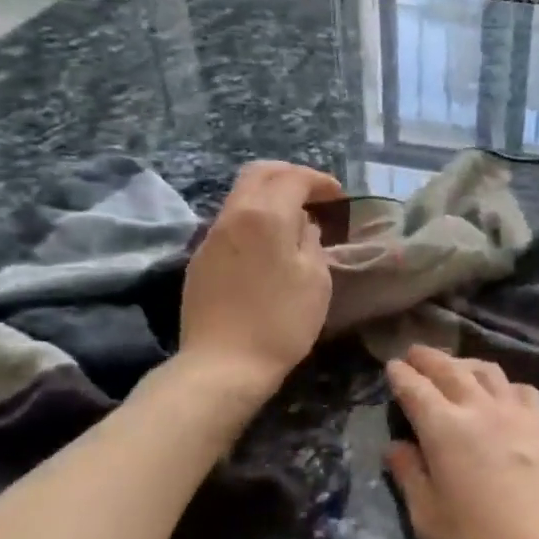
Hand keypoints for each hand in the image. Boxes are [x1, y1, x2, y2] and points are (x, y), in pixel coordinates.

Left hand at [179, 161, 344, 391]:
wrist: (223, 365)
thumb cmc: (281, 321)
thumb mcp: (316, 280)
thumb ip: (312, 241)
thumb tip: (303, 225)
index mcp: (266, 215)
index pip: (293, 178)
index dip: (319, 181)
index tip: (338, 195)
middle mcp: (234, 215)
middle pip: (259, 173)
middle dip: (289, 175)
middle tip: (313, 193)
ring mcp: (212, 236)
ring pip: (241, 195)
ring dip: (269, 195)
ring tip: (293, 217)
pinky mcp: (200, 259)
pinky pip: (230, 221)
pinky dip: (253, 217)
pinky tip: (267, 244)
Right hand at [384, 345, 538, 538]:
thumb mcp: (429, 520)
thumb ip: (409, 476)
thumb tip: (395, 445)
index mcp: (445, 429)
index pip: (416, 389)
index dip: (401, 375)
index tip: (392, 365)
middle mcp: (479, 408)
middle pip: (449, 369)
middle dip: (428, 358)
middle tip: (415, 353)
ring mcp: (516, 410)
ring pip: (486, 371)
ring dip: (464, 363)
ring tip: (454, 367)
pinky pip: (519, 388)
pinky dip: (503, 383)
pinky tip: (501, 393)